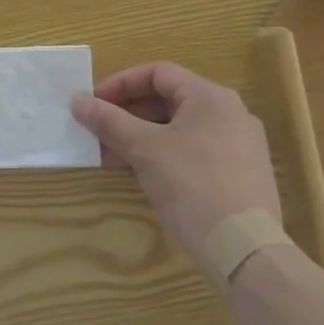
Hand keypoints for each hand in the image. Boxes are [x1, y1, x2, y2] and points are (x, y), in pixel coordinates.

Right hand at [73, 62, 281, 262]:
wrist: (245, 251)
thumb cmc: (192, 185)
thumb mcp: (143, 149)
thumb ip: (108, 120)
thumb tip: (78, 101)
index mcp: (210, 97)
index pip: (157, 73)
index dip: (120, 83)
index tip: (94, 103)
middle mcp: (230, 113)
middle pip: (168, 100)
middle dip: (128, 115)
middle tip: (99, 131)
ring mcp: (240, 145)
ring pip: (179, 128)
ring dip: (142, 137)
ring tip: (112, 158)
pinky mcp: (241, 175)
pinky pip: (194, 151)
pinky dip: (164, 155)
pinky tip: (142, 175)